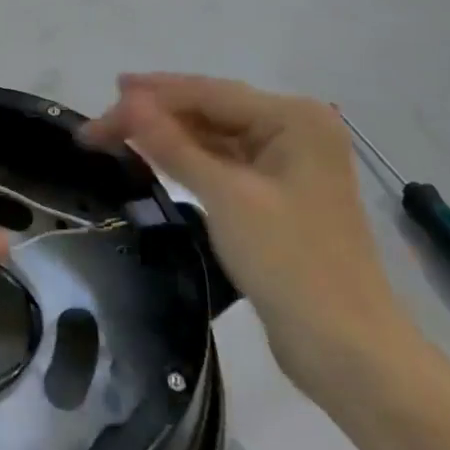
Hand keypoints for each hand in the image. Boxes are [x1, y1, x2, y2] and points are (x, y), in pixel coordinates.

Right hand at [82, 74, 412, 402]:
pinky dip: (189, 160)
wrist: (350, 356)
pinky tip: (154, 156)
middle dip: (155, 115)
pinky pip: (223, 163)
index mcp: (293, 118)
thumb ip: (173, 144)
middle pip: (210, 110)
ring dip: (168, 136)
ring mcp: (287, 163)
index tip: (102, 103)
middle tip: (99, 124)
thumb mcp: (226, 197)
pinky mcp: (277, 195)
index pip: (208, 93)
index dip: (151, 96)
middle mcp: (294, 129)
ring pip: (214, 136)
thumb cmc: (291, 265)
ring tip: (116, 135)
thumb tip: (127, 100)